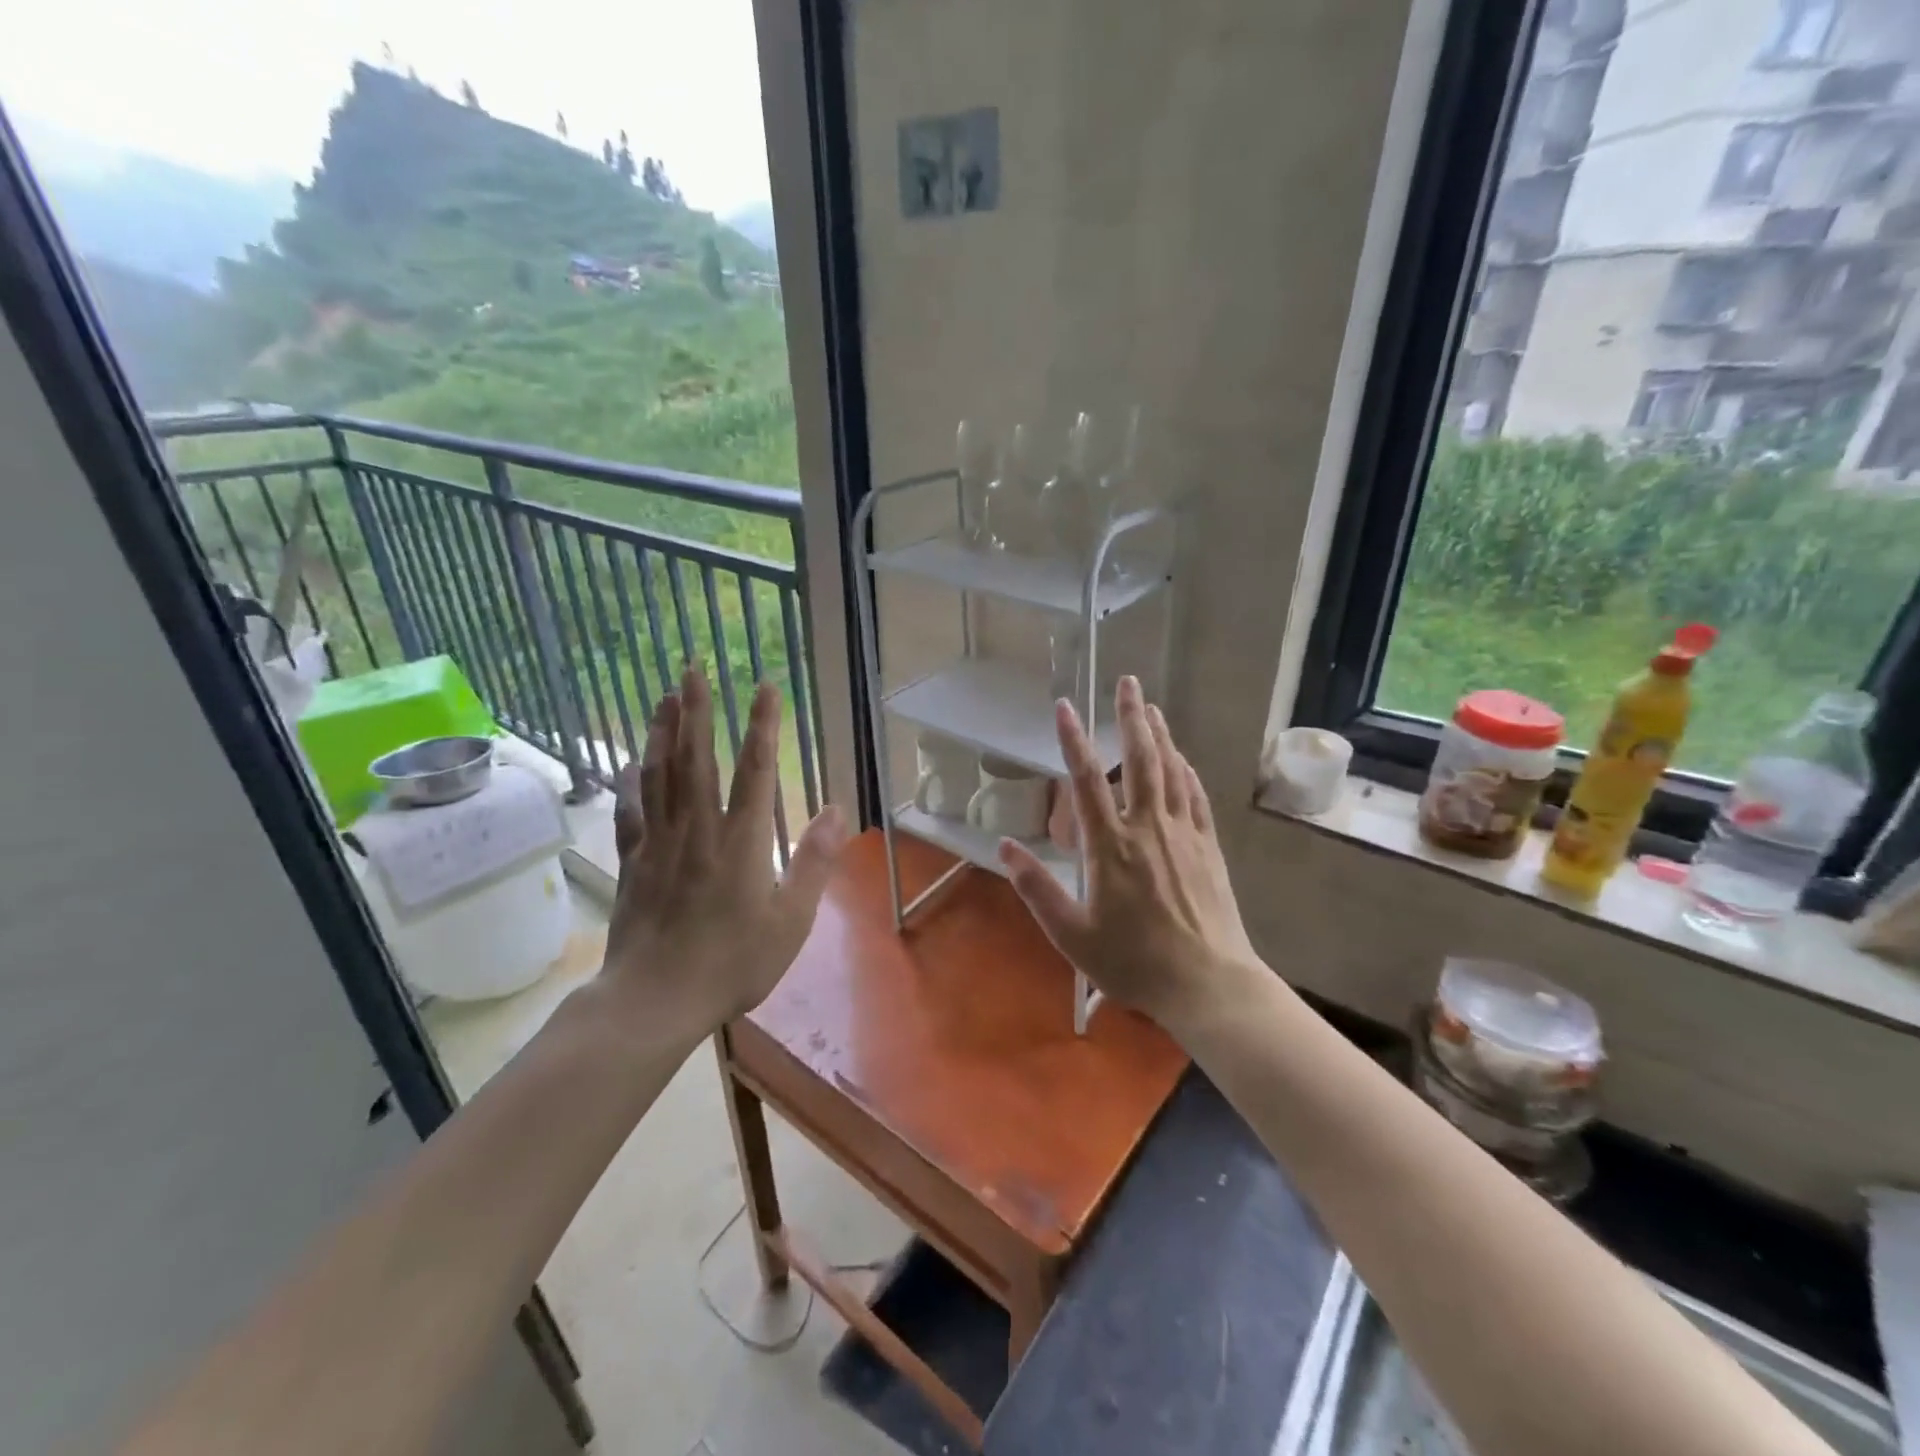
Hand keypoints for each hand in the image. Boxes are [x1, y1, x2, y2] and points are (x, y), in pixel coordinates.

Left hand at [598, 667, 848, 1047]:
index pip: (755, 770)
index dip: (762, 725)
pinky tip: (630, 764)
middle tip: (692, 669)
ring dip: (662, 732)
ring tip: (664, 697)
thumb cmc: (733, 962)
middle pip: (696, 758)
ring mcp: (660, 843)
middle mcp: (698, 829)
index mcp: (741, 841)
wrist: (656, 999)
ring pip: (660, 775)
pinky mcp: (634, 862)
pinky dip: (631, 783)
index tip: (766, 687)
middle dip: (696, 710)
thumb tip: (838, 810)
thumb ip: (814, 862)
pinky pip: (632, 812)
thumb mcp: (791, 919)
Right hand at [999, 677, 1260, 1033]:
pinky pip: (1196, 797)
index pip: (1088, 781)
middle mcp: (1148, 829)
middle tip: (1129, 682)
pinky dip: (1187, 771)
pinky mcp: (1208, 848)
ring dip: (1161, 736)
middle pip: (1141, 761)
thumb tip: (1006, 846)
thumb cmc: (1133, 962)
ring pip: (1172, 772)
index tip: (1065, 707)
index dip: (1074, 741)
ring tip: (1153, 707)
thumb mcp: (1072, 934)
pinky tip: (1182, 760)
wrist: (1207, 984)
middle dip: (1132, 718)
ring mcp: (1183, 835)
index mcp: (1111, 847)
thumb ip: (1037, 888)